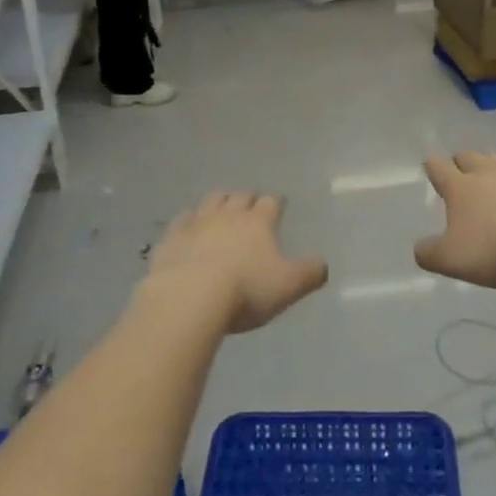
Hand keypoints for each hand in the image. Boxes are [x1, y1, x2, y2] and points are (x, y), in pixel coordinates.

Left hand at [141, 193, 327, 333]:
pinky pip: (182, 219)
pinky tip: (188, 227)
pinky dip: (188, 220)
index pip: (271, 203)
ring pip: (211, 201)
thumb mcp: (288, 287)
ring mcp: (197, 222)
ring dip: (219, 202)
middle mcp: (228, 214)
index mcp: (258, 222)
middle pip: (240, 196)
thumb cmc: (245, 291)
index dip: (276, 203)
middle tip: (251, 206)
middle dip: (247, 199)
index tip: (279, 205)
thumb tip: (323, 265)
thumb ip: (309, 274)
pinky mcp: (172, 237)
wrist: (189, 299)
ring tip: (221, 210)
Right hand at [415, 152, 495, 289]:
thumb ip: (429, 254)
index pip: (439, 168)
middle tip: (462, 170)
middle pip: (472, 157)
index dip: (433, 166)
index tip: (431, 164)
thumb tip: (419, 248)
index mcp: (462, 187)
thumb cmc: (495, 250)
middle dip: (464, 161)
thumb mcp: (451, 260)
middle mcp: (491, 173)